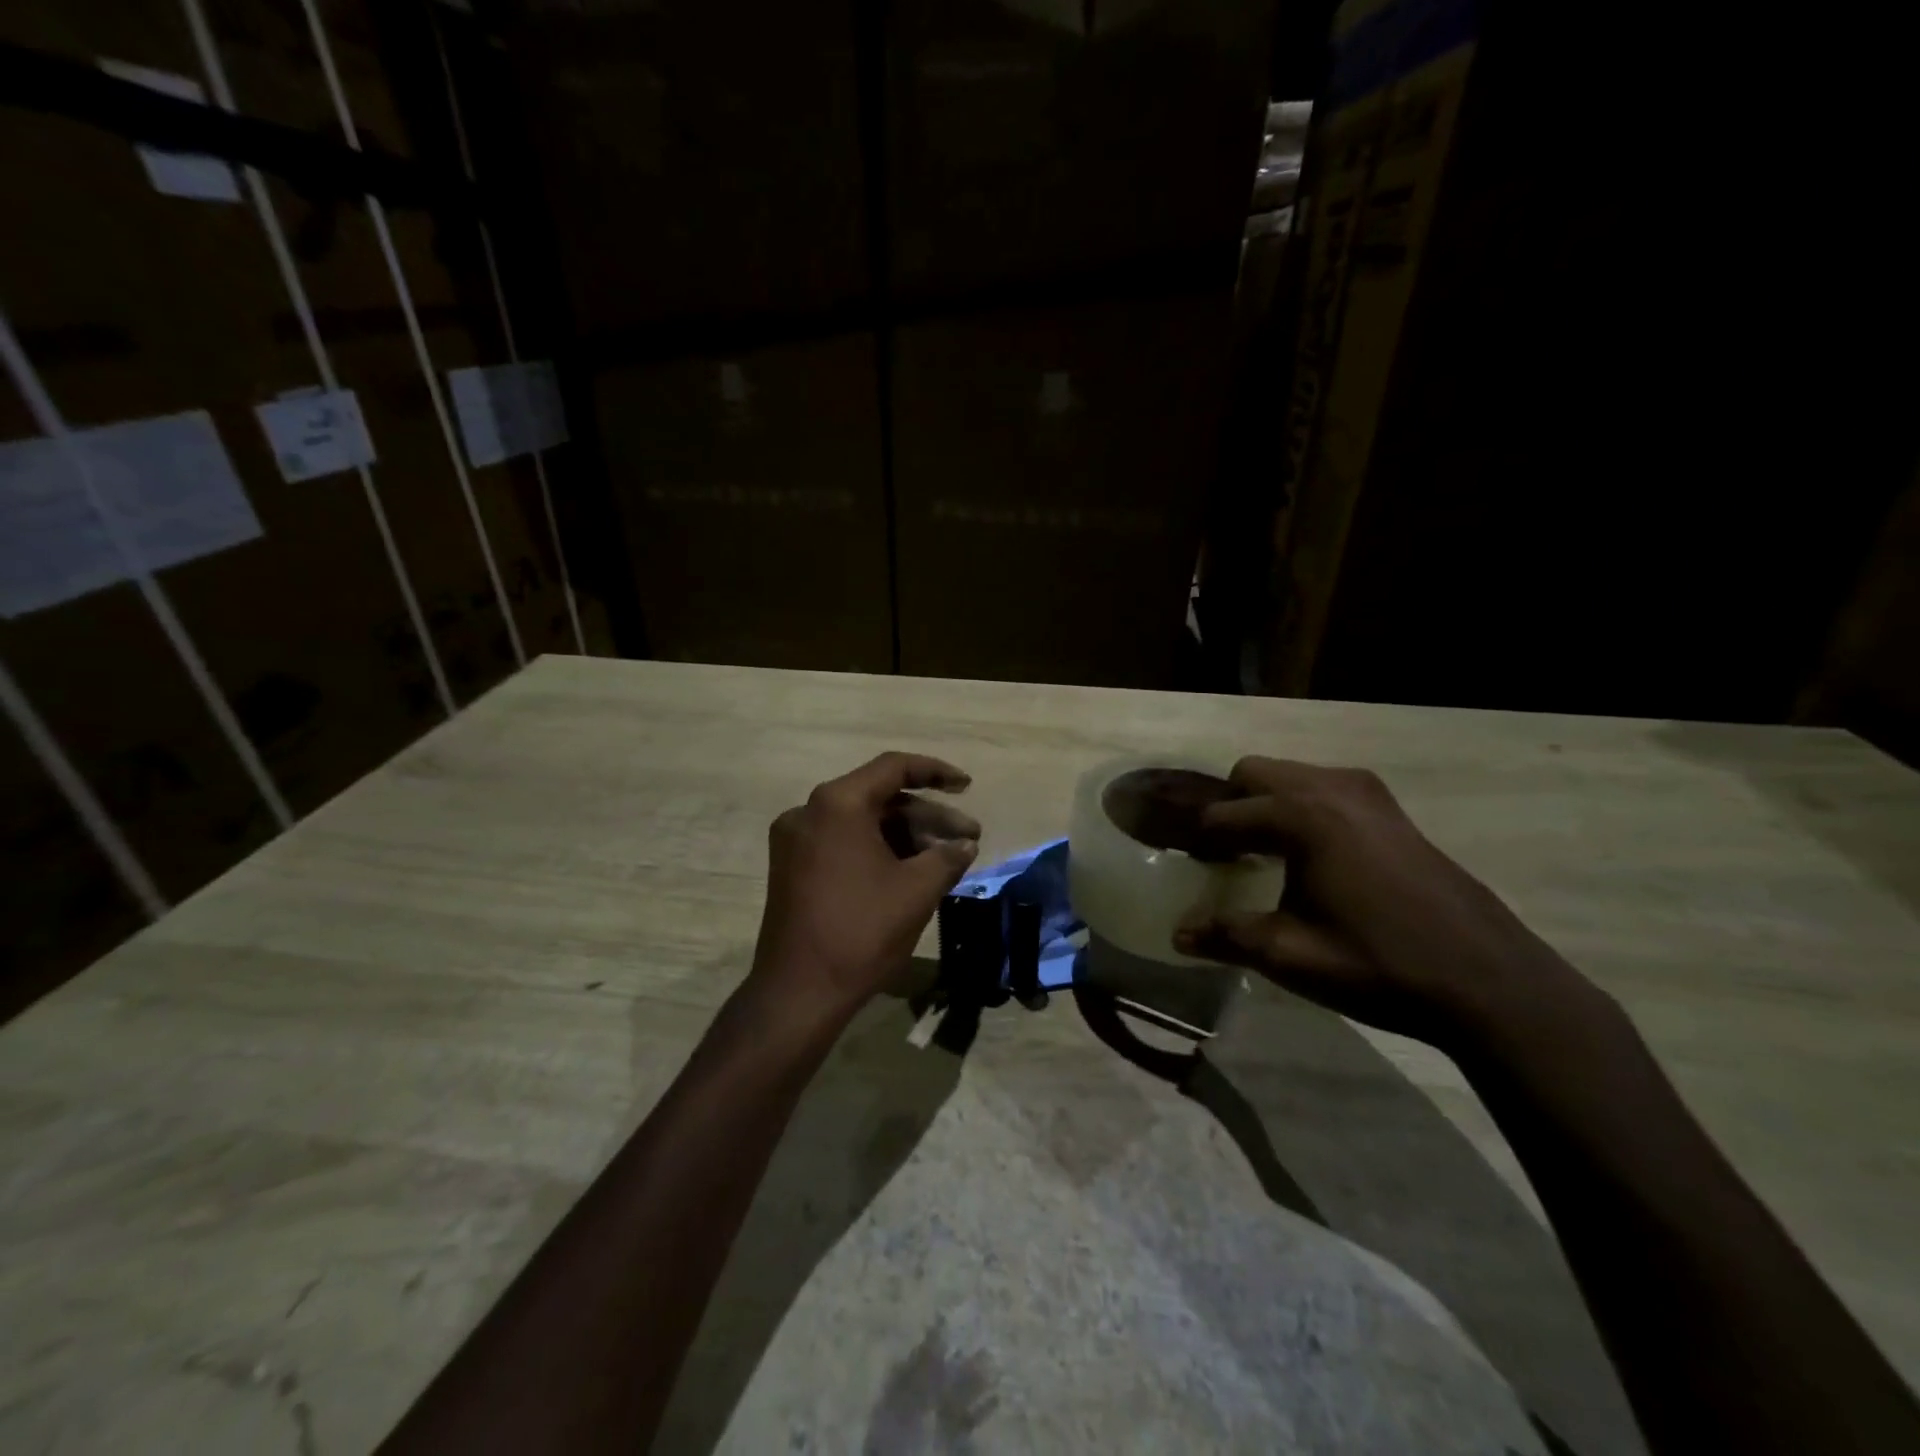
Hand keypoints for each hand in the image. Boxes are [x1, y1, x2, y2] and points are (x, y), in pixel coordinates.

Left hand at [746, 753, 979, 1033]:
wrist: (798, 992)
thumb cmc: (861, 931)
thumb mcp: (917, 891)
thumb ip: (947, 857)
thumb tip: (966, 844)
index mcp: (837, 803)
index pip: (894, 768)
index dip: (936, 772)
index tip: (967, 788)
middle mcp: (809, 811)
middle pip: (879, 798)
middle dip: (927, 817)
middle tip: (969, 838)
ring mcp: (795, 841)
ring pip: (862, 823)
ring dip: (905, 836)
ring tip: (947, 860)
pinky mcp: (791, 868)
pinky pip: (843, 843)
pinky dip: (878, 850)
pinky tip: (911, 871)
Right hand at [1175, 757, 1597, 1051]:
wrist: (1488, 982)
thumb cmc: (1378, 964)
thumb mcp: (1290, 955)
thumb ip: (1226, 936)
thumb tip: (1178, 935)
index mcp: (1301, 816)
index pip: (1224, 815)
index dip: (1199, 841)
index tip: (1188, 866)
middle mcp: (1331, 788)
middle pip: (1254, 773)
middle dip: (1231, 806)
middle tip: (1223, 853)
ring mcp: (1369, 794)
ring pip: (1293, 775)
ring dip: (1268, 803)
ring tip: (1264, 852)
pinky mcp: (1394, 811)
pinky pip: (1328, 788)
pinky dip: (1305, 807)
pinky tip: (1313, 856)